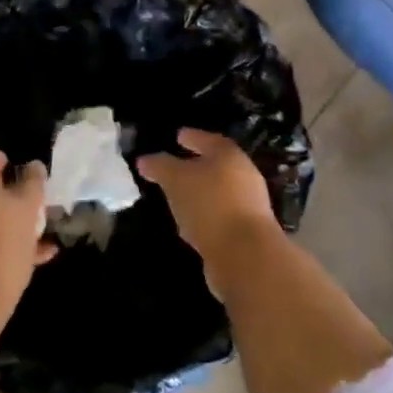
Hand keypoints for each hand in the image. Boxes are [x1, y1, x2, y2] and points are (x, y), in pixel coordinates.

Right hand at [137, 128, 279, 297]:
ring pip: (217, 193)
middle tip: (173, 168)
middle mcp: (244, 176)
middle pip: (216, 166)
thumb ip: (159, 166)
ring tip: (176, 198)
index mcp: (229, 155)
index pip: (208, 139)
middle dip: (194, 167)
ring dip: (198, 195)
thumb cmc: (209, 204)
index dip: (192, 137)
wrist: (245, 256)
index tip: (177, 136)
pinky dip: (204, 217)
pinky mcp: (246, 234)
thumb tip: (144, 160)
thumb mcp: (175, 179)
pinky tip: (188, 224)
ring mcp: (248, 207)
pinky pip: (219, 217)